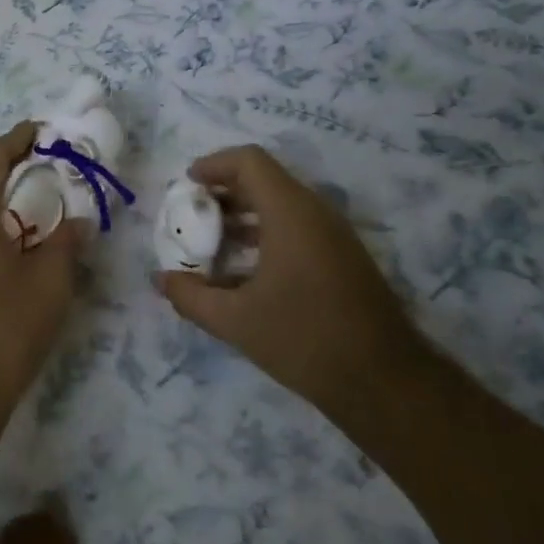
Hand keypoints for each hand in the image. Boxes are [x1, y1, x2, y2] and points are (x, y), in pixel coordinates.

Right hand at [156, 145, 422, 423]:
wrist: (384, 381)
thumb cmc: (305, 339)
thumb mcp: (236, 321)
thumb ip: (192, 297)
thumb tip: (160, 280)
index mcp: (290, 212)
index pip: (250, 161)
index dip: (214, 164)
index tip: (187, 185)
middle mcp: (315, 212)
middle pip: (265, 179)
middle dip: (224, 191)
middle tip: (193, 214)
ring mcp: (334, 234)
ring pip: (282, 204)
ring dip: (244, 213)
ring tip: (213, 241)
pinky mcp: (343, 256)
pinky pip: (298, 226)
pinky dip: (266, 232)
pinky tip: (245, 270)